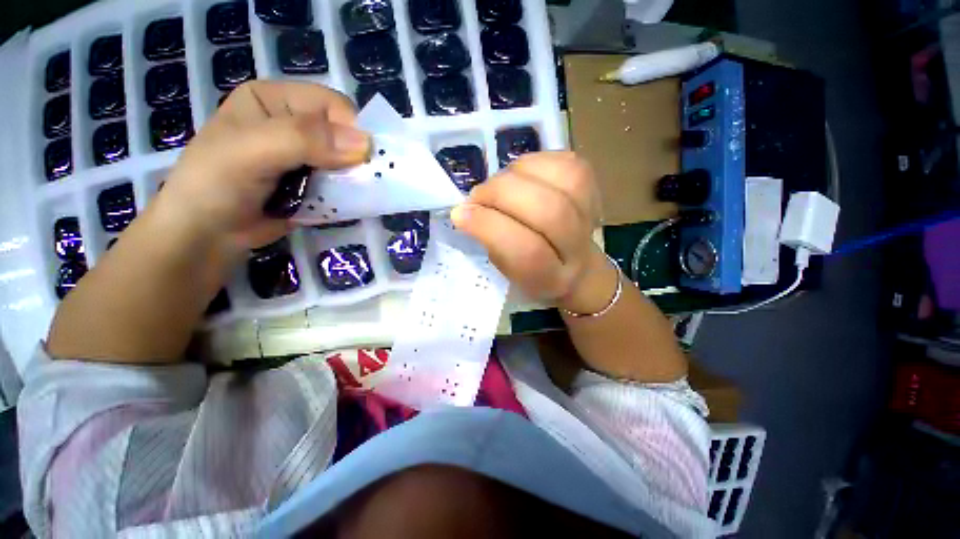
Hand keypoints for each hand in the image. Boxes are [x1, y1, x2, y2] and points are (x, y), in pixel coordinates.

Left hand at [156, 81, 370, 250]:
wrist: (206, 235)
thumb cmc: (215, 185)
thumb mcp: (251, 151)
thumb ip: (303, 139)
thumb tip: (365, 143)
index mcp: (276, 100)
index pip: (331, 104)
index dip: (351, 129)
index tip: (359, 160)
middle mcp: (294, 125)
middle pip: (344, 134)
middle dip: (356, 157)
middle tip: (359, 181)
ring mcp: (307, 158)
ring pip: (349, 162)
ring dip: (355, 179)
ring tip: (352, 196)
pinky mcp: (314, 184)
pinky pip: (344, 184)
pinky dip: (350, 194)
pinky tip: (346, 204)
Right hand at [451, 152, 617, 314]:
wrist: (578, 266)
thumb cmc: (534, 271)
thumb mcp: (507, 271)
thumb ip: (491, 243)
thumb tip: (468, 209)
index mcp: (552, 279)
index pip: (527, 252)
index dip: (490, 227)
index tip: (460, 214)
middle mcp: (579, 250)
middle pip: (548, 210)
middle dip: (501, 194)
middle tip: (478, 195)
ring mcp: (591, 216)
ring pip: (560, 178)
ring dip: (517, 174)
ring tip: (502, 186)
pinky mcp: (594, 187)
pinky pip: (564, 161)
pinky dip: (535, 162)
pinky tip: (523, 175)